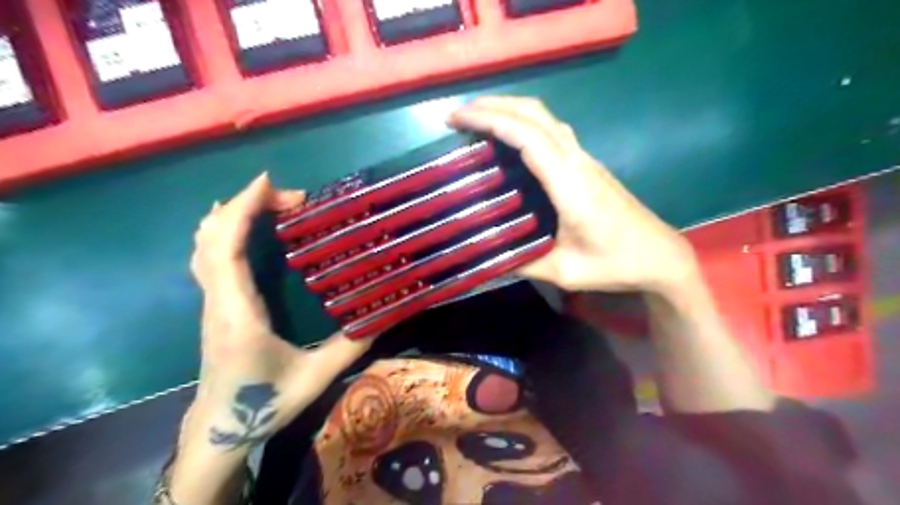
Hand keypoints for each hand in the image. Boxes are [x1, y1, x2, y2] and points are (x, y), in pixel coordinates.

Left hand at [186, 172, 372, 452]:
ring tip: (271, 202)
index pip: (227, 250)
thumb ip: (351, 346)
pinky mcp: (215, 305)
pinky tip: (238, 223)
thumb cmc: (263, 404)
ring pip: (204, 246)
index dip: (242, 210)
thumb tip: (384, 315)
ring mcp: (211, 302)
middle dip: (246, 205)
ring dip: (233, 214)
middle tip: (293, 198)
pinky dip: (222, 230)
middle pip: (212, 238)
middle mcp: (218, 301)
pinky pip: (208, 257)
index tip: (270, 183)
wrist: (219, 431)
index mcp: (238, 314)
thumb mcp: (315, 378)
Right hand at [454, 97, 699, 295]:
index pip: (527, 136)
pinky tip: (508, 138)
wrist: (660, 255)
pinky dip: (524, 123)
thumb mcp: (565, 272)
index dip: (491, 120)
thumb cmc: (616, 263)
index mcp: (570, 184)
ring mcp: (585, 159)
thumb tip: (485, 259)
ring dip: (510, 109)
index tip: (458, 118)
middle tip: (458, 115)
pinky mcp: (587, 165)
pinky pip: (552, 131)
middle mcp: (577, 161)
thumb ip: (523, 264)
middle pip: (536, 113)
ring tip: (477, 119)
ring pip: (546, 117)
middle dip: (494, 105)